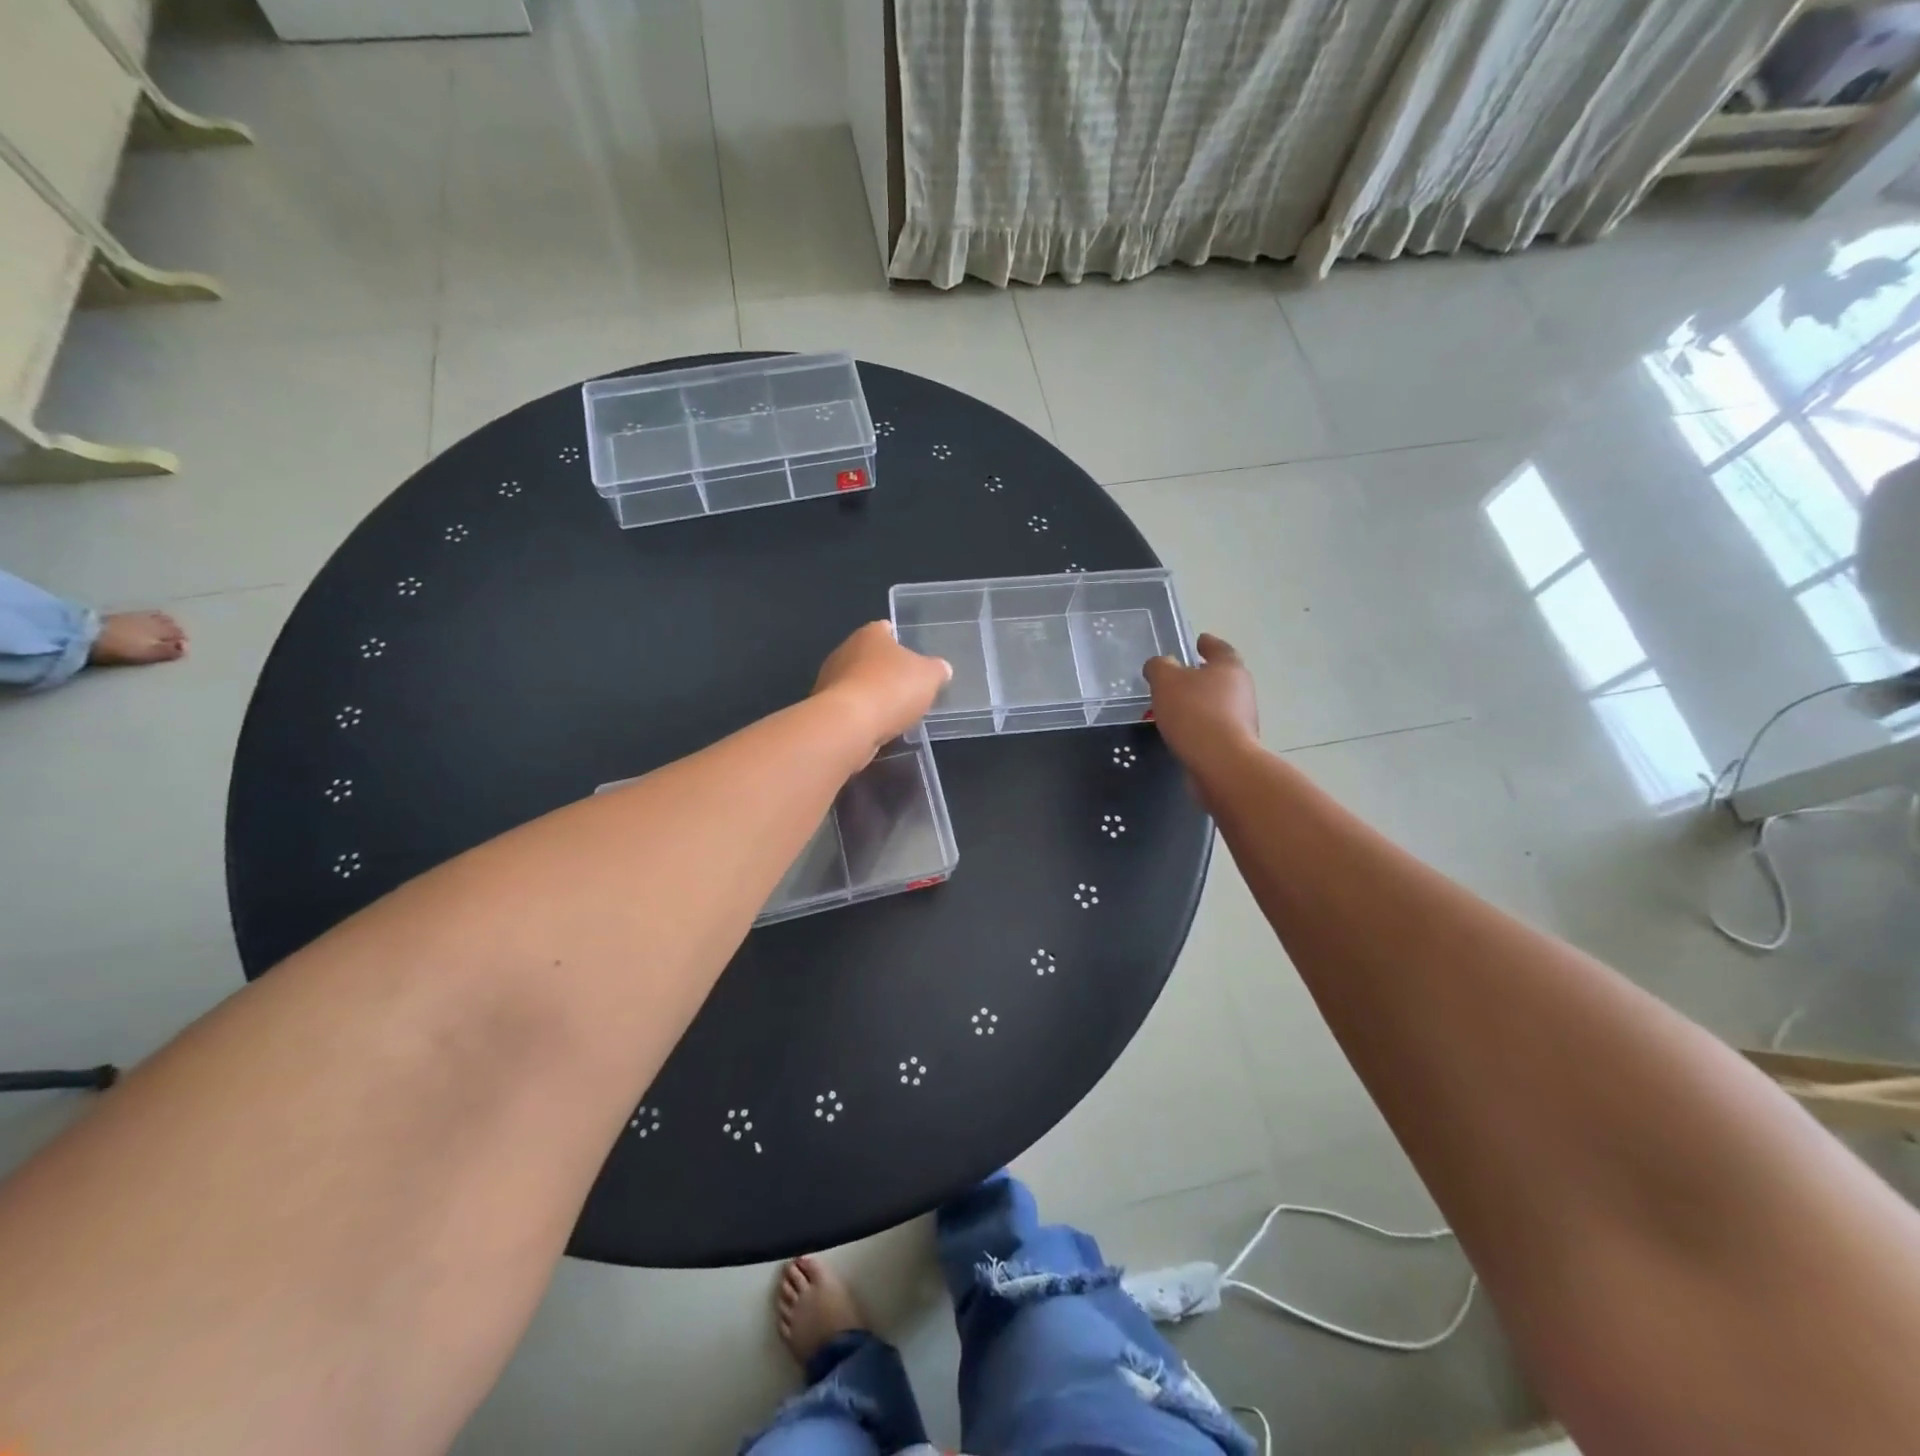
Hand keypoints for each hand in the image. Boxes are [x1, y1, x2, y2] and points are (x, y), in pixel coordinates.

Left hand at [812, 622, 951, 752]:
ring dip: (872, 694)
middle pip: (869, 656)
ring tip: (893, 711)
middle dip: (886, 669)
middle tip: (907, 686)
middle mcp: (845, 650)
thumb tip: (941, 669)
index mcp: (870, 634)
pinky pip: (849, 707)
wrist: (849, 725)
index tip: (913, 656)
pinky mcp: (824, 708)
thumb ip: (937, 670)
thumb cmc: (892, 688)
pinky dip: (861, 714)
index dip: (900, 640)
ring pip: (857, 682)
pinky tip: (875, 727)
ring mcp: (830, 679)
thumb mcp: (930, 677)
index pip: (885, 629)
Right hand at [1143, 633, 1258, 766]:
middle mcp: (1242, 689)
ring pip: (1218, 703)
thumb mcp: (1166, 681)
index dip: (1207, 643)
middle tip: (1179, 677)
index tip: (1198, 641)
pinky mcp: (1236, 743)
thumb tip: (1160, 665)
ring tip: (1175, 707)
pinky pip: (1214, 726)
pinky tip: (1183, 732)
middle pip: (1221, 676)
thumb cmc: (1194, 713)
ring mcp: (1243, 718)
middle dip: (1201, 676)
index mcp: (1229, 667)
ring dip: (1200, 702)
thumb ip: (1159, 667)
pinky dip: (1200, 725)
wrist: (1221, 763)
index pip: (1219, 648)